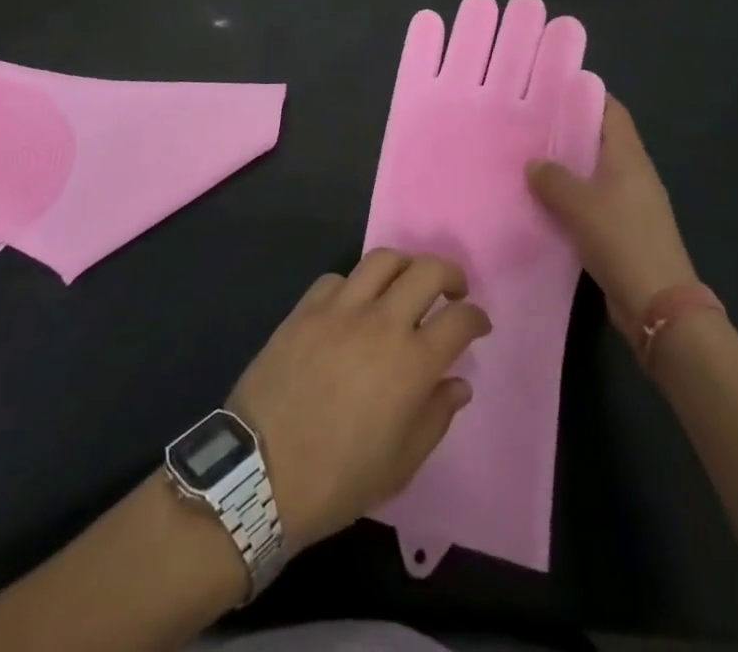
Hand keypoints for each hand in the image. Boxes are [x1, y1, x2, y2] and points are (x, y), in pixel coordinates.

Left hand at [228, 250, 490, 549]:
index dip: (476, 317)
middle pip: (427, 270)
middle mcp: (381, 323)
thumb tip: (458, 383)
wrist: (259, 475)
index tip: (478, 324)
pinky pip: (338, 278)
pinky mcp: (306, 308)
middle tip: (452, 290)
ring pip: (383, 258)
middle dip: (450, 274)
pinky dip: (355, 285)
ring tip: (406, 283)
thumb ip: (436, 417)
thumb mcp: (400, 465)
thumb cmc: (337, 480)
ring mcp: (340, 309)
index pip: (459, 319)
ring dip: (405, 266)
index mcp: (412, 363)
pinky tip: (354, 305)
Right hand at [527, 96, 697, 338]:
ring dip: (567, 169)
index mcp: (629, 156)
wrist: (657, 305)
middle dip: (568, 132)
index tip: (553, 90)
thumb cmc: (621, 240)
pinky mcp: (624, 232)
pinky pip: (592, 203)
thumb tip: (534, 163)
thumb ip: (553, 179)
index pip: (611, 111)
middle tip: (530, 125)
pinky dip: (571, 199)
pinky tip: (543, 203)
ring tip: (529, 161)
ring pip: (594, 174)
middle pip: (601, 141)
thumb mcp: (579, 204)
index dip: (586, 96)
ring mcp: (631, 204)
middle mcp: (633, 174)